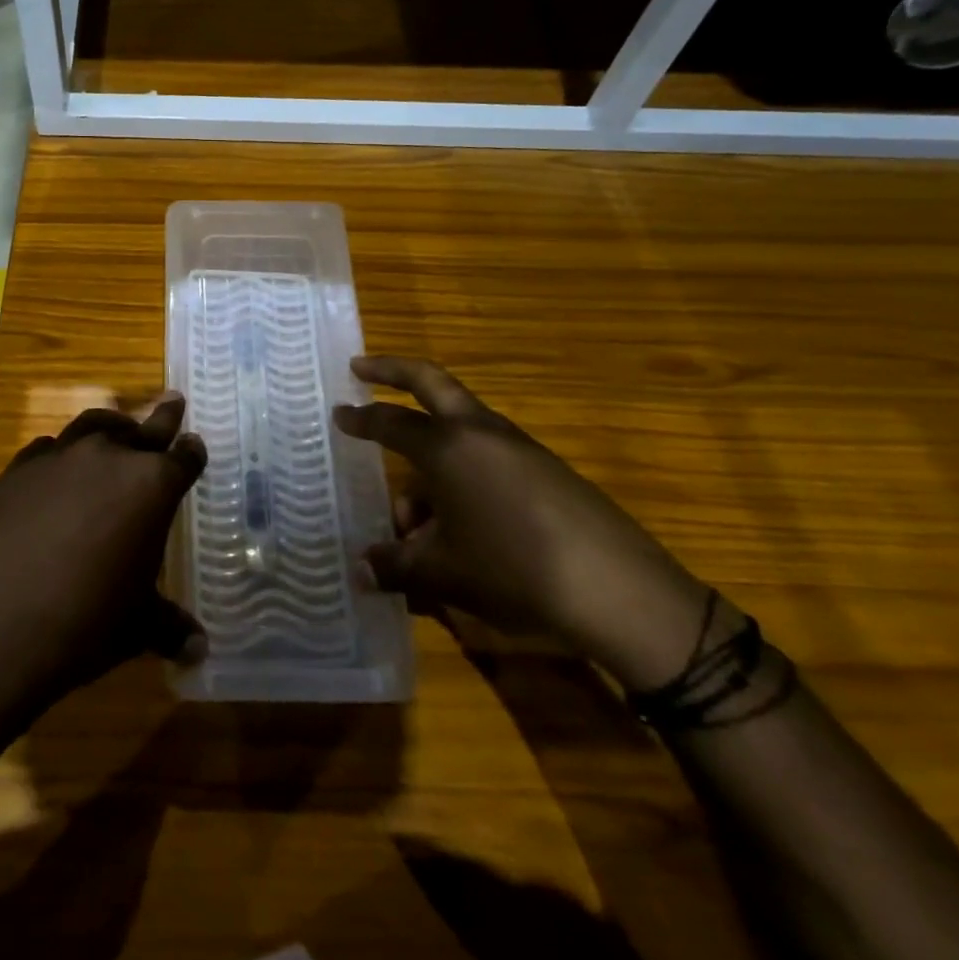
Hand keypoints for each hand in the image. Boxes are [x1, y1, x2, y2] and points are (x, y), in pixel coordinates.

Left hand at [0, 398, 206, 769]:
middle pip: (144, 428)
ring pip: (93, 426)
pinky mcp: (17, 469)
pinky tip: (57, 472)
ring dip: (110, 428)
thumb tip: (200, 648)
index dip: (192, 453)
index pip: (184, 457)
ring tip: (116, 430)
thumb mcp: (137, 627)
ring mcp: (59, 457)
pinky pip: (47, 449)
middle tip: (172, 402)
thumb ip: (171, 626)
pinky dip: (61, 455)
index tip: (194, 447)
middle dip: (162, 417)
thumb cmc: (84, 625)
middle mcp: (108, 457)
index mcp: (151, 486)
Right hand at [334, 357, 711, 690]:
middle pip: (430, 382)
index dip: (360, 418)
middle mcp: (480, 433)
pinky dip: (462, 474)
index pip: (390, 421)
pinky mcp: (546, 470)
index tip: (338, 412)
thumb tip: (359, 572)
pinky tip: (461, 525)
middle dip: (393, 371)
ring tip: (416, 519)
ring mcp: (519, 447)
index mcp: (447, 447)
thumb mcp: (443, 573)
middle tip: (363, 367)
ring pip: (460, 431)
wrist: (620, 591)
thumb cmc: (513, 570)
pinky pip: (487, 457)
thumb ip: (395, 567)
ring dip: (430, 453)